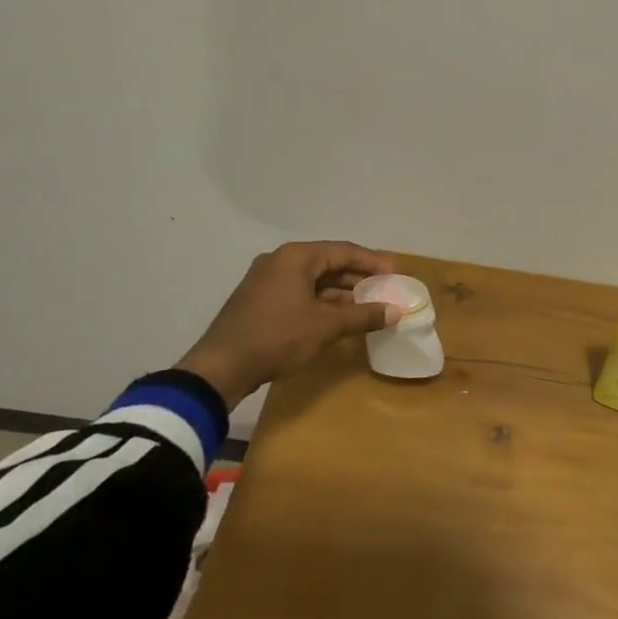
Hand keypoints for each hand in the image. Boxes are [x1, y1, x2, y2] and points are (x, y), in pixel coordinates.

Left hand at [174, 241, 400, 407]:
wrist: (221, 368)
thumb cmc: (277, 337)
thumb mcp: (326, 326)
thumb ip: (364, 315)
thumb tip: (396, 311)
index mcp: (296, 257)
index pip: (344, 251)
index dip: (373, 262)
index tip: (396, 274)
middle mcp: (280, 261)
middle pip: (329, 263)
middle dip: (358, 278)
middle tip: (385, 291)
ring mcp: (267, 281)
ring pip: (314, 280)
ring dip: (341, 293)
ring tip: (368, 307)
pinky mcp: (260, 300)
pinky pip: (300, 293)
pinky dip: (322, 302)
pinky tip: (339, 318)